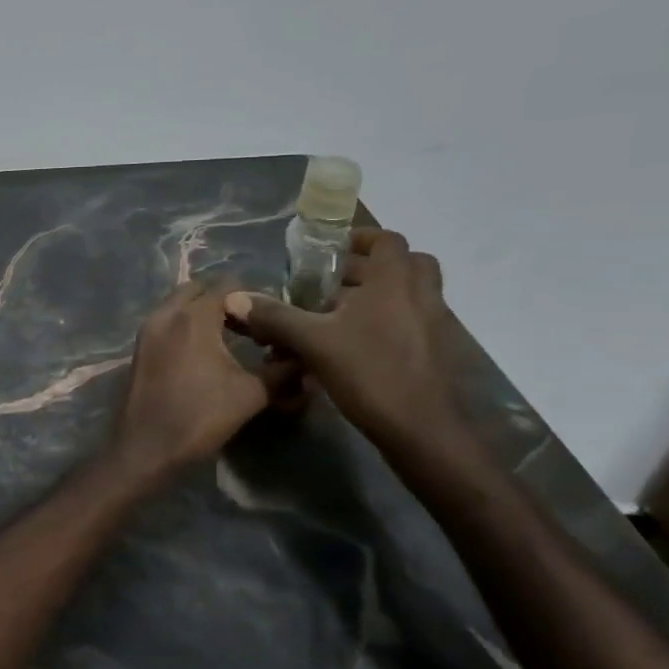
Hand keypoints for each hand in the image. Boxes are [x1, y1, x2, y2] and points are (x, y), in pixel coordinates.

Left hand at [107, 281, 290, 483]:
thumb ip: (281, 371)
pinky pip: (164, 323)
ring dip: (199, 312)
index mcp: (194, 317)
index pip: (227, 286)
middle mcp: (166, 314)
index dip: (251, 296)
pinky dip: (182, 326)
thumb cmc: (199, 416)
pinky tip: (200, 352)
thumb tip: (304, 358)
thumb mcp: (250, 394)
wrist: (146, 448)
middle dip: (221, 299)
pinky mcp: (138, 349)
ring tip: (226, 337)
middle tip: (245, 322)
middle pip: (197, 289)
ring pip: (177, 305)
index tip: (269, 314)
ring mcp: (147, 331)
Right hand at [224, 229, 464, 459]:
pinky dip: (385, 323)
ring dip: (377, 297)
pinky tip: (353, 347)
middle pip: (403, 265)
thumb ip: (275, 317)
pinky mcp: (434, 352)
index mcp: (395, 280)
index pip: (386, 239)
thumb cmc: (370, 372)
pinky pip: (410, 322)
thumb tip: (234, 298)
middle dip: (368, 268)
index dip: (360, 238)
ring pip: (407, 295)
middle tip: (332, 283)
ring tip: (336, 316)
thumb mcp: (313, 342)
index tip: (330, 250)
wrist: (422, 429)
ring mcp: (433, 324)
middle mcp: (420, 294)